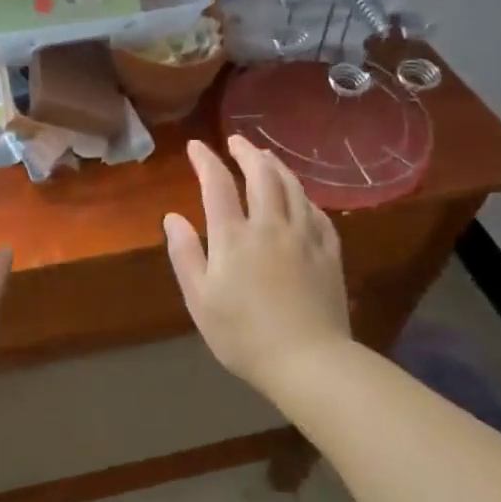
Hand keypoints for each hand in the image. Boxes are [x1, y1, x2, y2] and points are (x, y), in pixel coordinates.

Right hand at [164, 136, 354, 388]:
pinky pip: (318, 213)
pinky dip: (305, 196)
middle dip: (247, 153)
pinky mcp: (329, 253)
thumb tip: (172, 217)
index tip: (196, 145)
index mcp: (234, 236)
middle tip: (237, 140)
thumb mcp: (199, 298)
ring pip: (293, 188)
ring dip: (277, 166)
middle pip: (261, 175)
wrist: (308, 361)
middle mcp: (270, 225)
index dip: (206, 160)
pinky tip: (301, 196)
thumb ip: (185, 254)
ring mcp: (304, 237)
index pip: (217, 184)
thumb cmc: (243, 334)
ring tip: (267, 156)